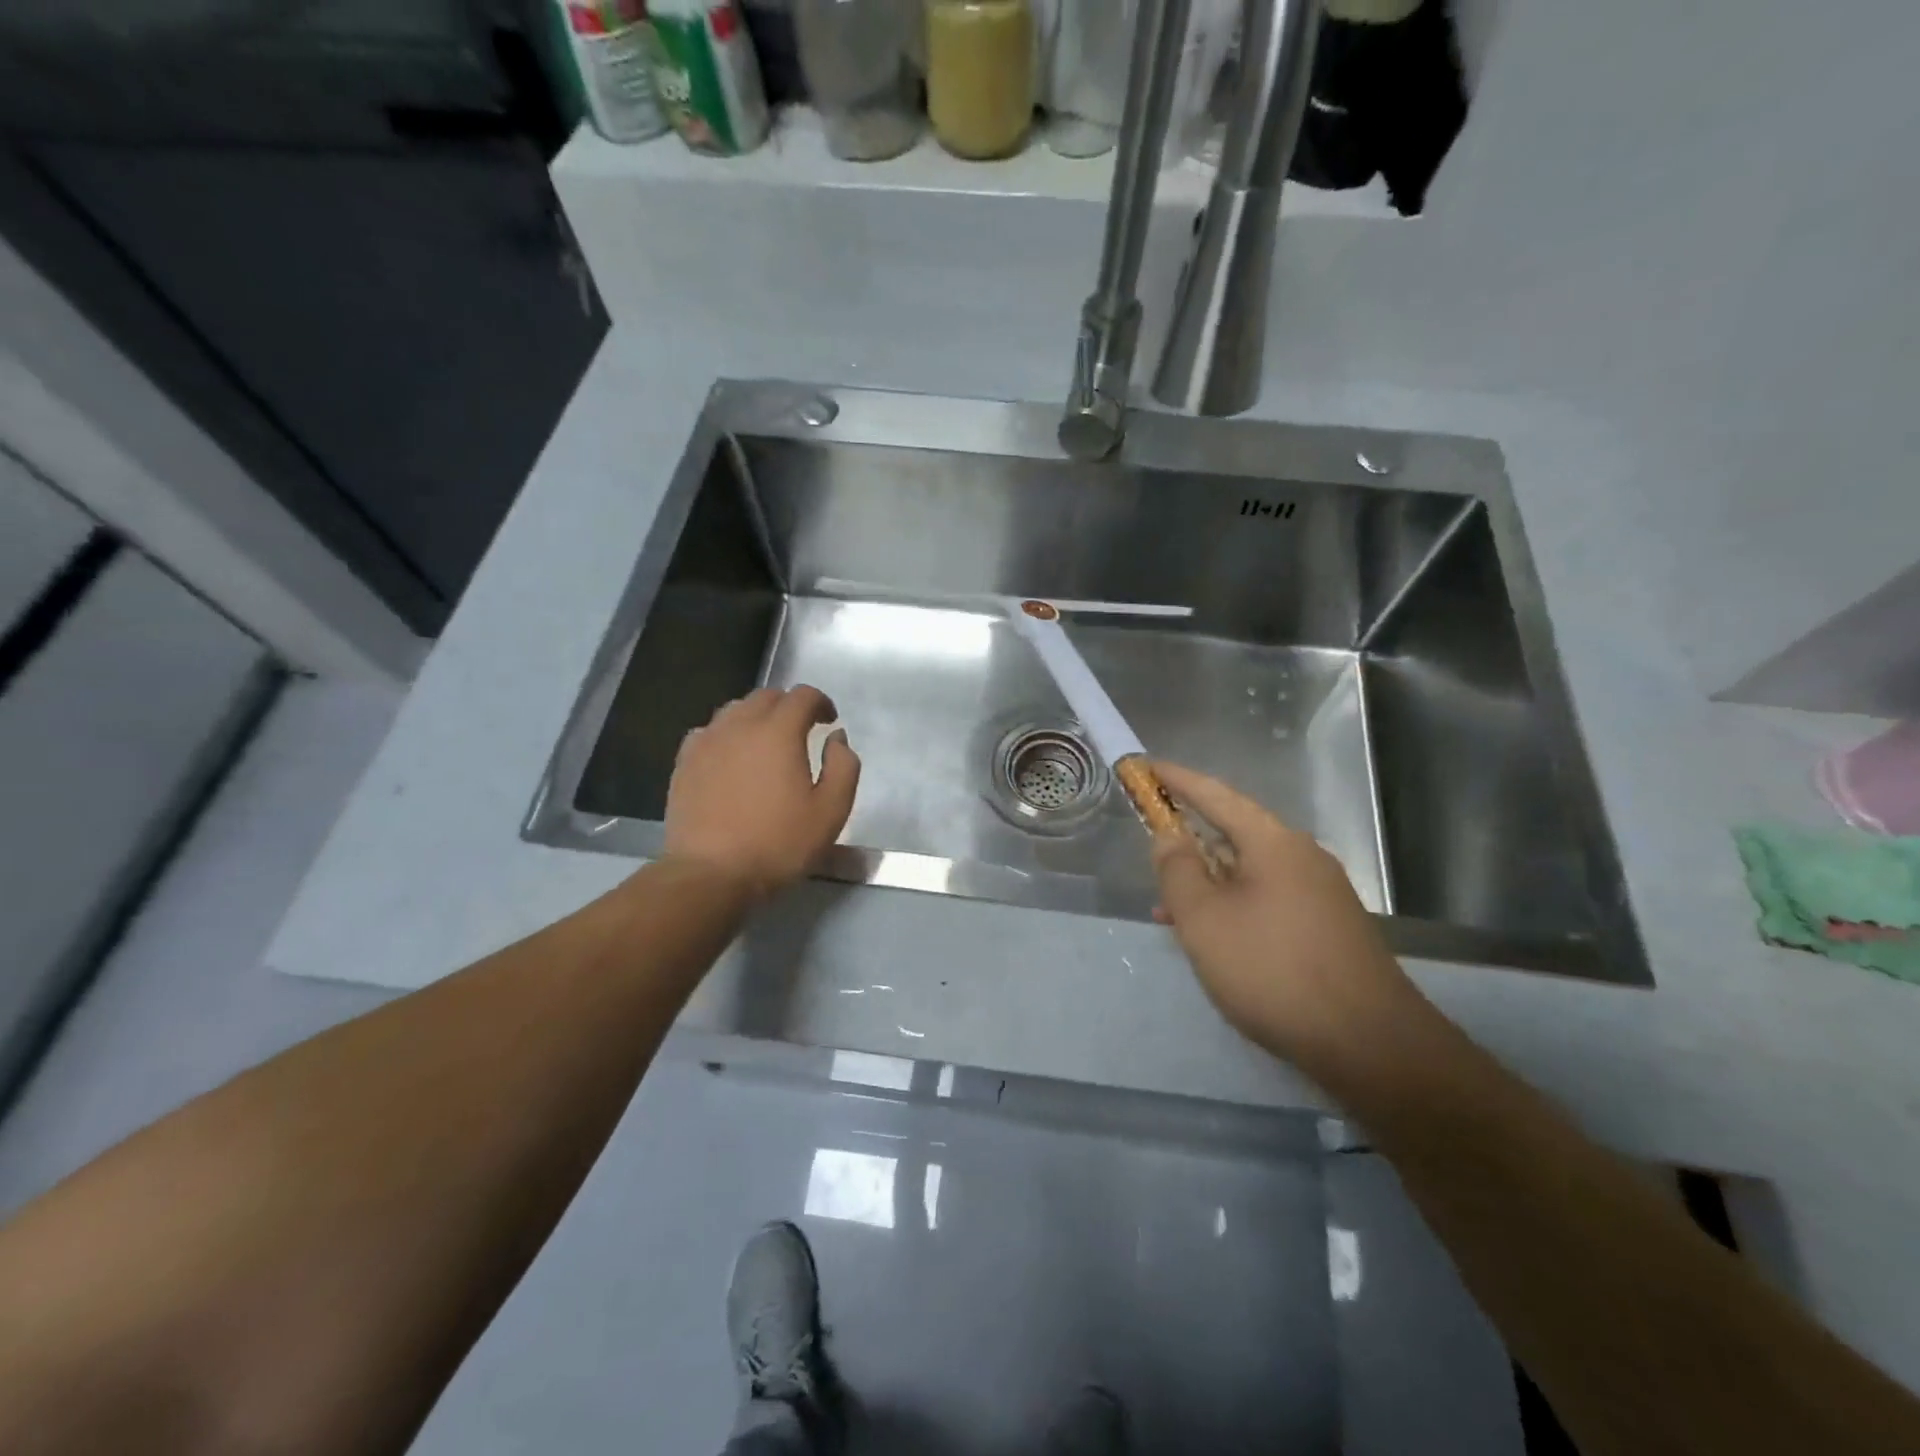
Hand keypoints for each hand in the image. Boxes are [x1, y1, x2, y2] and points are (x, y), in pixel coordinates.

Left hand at [664, 685, 859, 900]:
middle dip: (789, 706)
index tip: (829, 721)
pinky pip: (709, 732)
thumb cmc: (778, 843)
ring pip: (735, 710)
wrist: (711, 873)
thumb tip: (837, 737)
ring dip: (757, 717)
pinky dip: (728, 735)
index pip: (803, 696)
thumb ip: (843, 766)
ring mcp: (707, 741)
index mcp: (778, 732)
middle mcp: (740, 725)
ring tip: (767, 743)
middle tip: (802, 731)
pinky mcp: (685, 761)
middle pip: (767, 696)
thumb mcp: (831, 811)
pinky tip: (732, 758)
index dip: (821, 702)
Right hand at [1151, 761, 1417, 1068]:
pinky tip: (1214, 939)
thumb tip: (1169, 835)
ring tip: (1168, 911)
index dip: (1177, 779)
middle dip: (1189, 842)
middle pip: (1234, 833)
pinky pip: (1267, 900)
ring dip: (1207, 884)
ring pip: (1248, 873)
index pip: (1216, 795)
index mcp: (1273, 842)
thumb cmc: (1272, 969)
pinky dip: (1233, 907)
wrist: (1369, 1043)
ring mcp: (1321, 893)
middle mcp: (1302, 857)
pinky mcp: (1328, 927)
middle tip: (1152, 850)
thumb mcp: (1204, 918)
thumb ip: (1178, 870)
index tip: (1147, 767)